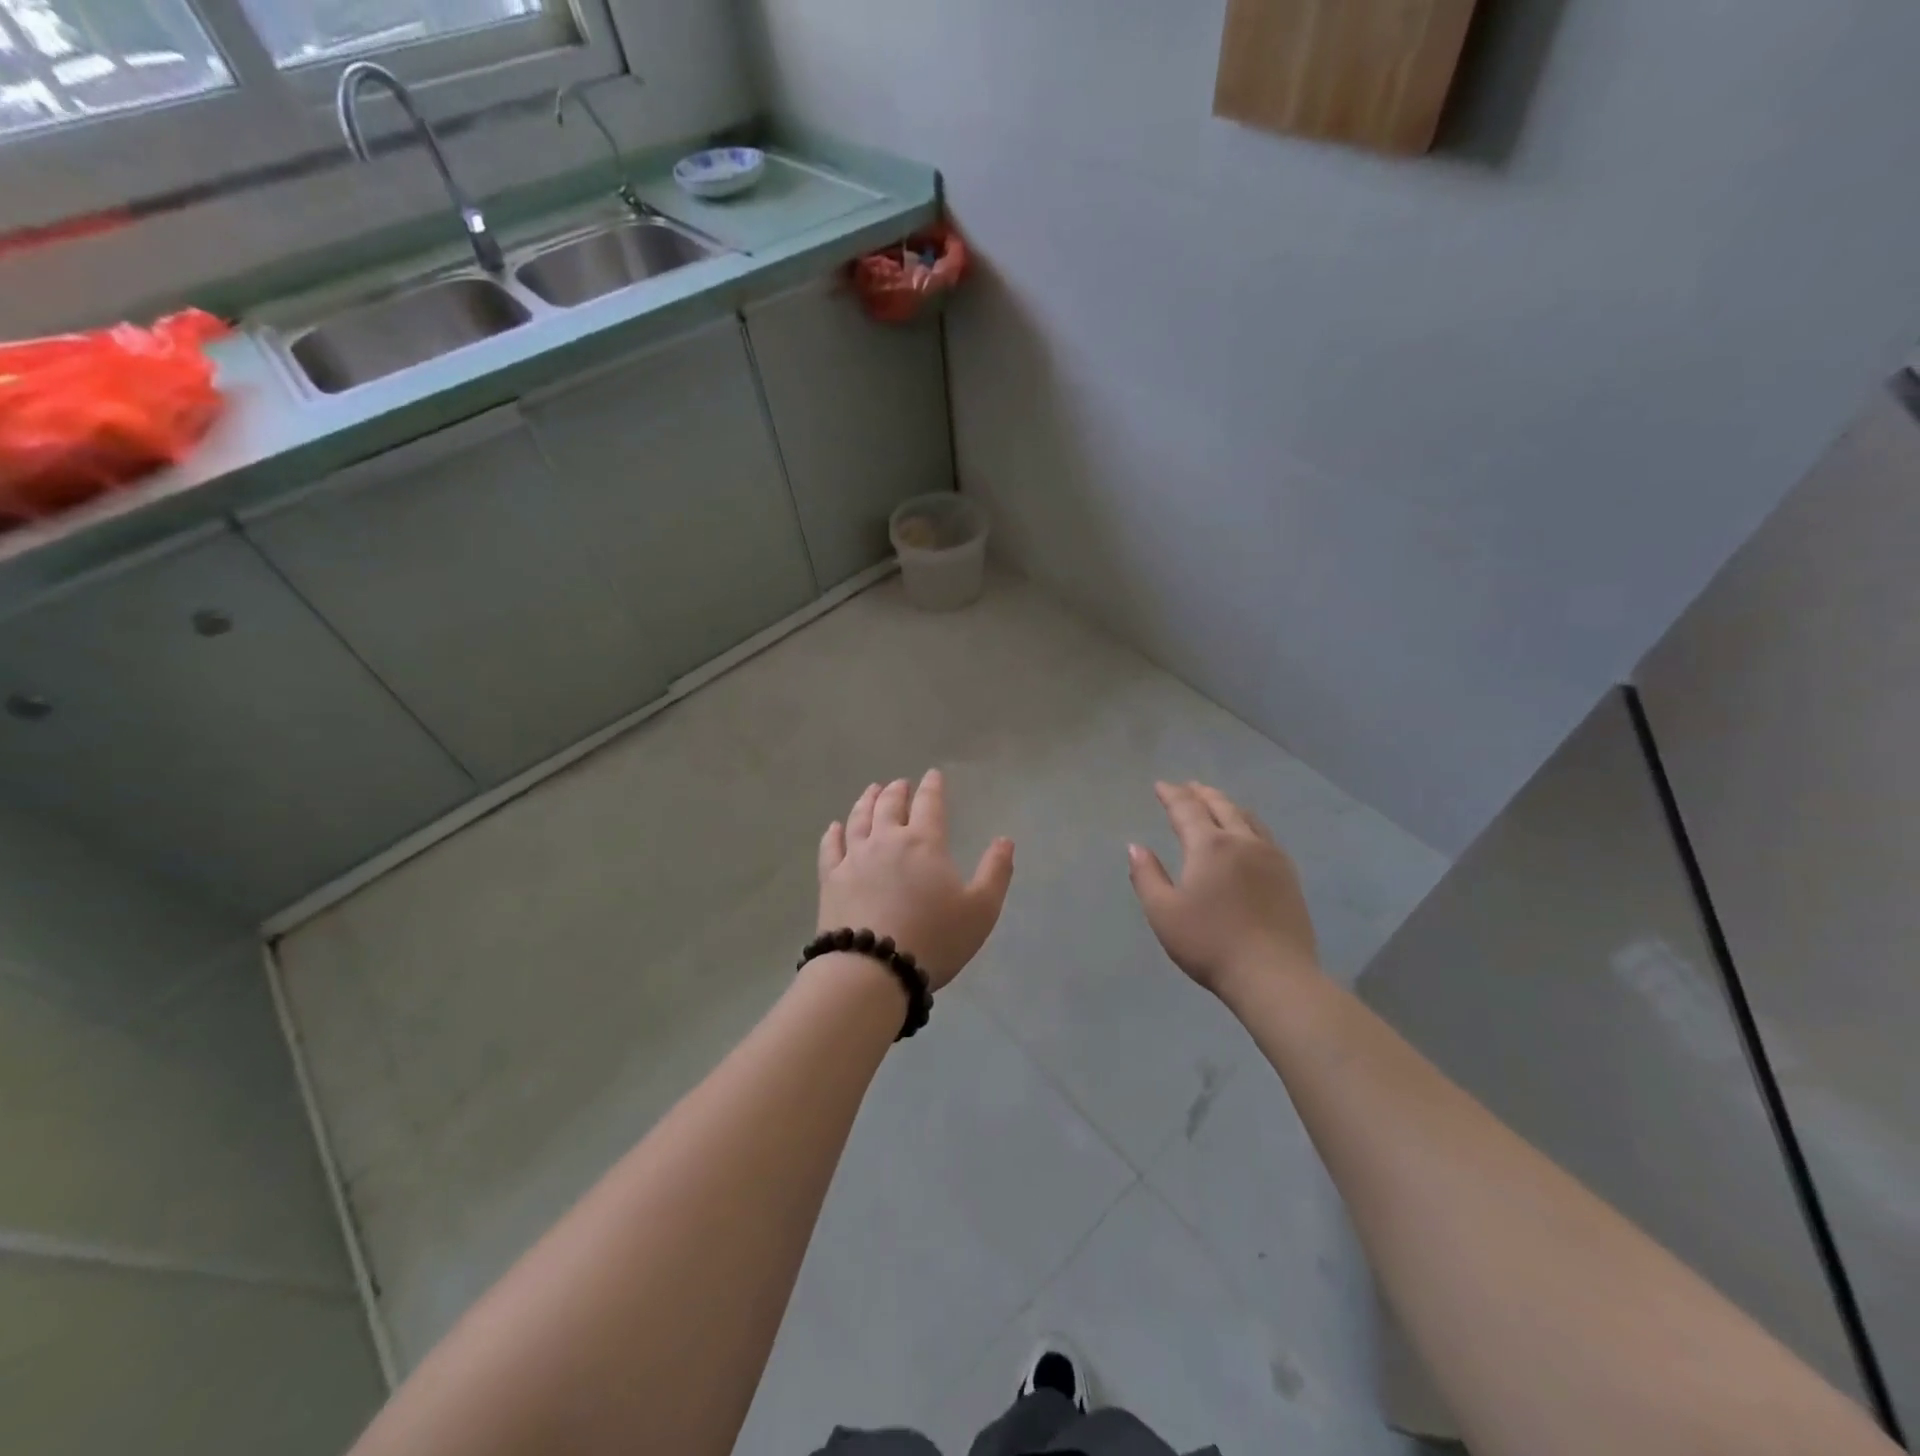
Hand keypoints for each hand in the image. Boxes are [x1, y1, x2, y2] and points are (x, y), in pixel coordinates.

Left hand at [817, 770, 1014, 992]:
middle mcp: (887, 841)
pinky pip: (831, 847)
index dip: (933, 787)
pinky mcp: (831, 879)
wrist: (874, 969)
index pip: (930, 804)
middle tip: (900, 784)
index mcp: (925, 843)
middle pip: (890, 805)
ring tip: (871, 791)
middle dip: (898, 791)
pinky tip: (835, 827)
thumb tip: (1005, 840)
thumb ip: (995, 872)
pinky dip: (834, 833)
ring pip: (859, 819)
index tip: (933, 775)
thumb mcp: (981, 910)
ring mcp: (854, 858)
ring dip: (867, 801)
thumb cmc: (934, 939)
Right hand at [1128, 780, 1320, 999]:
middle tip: (1188, 787)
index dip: (1172, 795)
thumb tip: (1136, 847)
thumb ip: (1147, 875)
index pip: (1187, 809)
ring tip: (1217, 803)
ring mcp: (1271, 857)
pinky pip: (1265, 835)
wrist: (1274, 975)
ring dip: (1227, 805)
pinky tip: (1247, 835)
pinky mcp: (1289, 876)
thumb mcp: (1163, 912)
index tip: (1160, 786)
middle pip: (1221, 806)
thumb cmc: (1210, 943)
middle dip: (1201, 793)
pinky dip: (1248, 824)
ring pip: (1247, 818)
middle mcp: (1242, 841)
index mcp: (1210, 846)